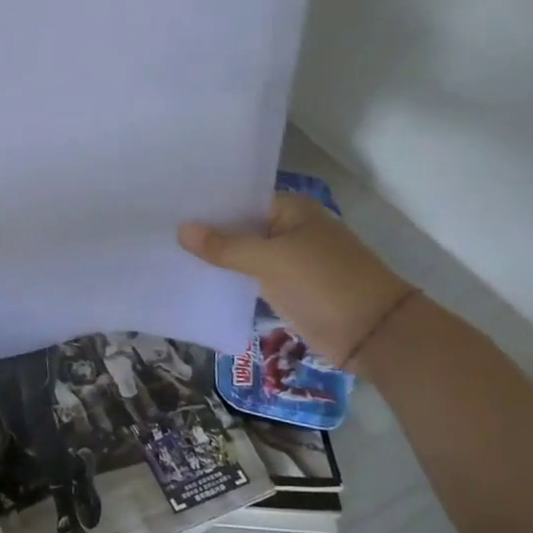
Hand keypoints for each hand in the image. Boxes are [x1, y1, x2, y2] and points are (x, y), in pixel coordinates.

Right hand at [177, 193, 412, 366]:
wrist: (373, 335)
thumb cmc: (324, 283)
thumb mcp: (270, 260)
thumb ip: (225, 246)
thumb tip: (182, 230)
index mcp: (291, 209)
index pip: (239, 198)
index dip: (207, 202)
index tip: (168, 204)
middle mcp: (288, 229)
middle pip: (238, 225)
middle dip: (205, 230)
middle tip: (158, 227)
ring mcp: (287, 260)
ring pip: (241, 252)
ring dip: (214, 256)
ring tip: (166, 250)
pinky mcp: (285, 288)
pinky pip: (248, 276)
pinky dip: (226, 277)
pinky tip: (193, 278)